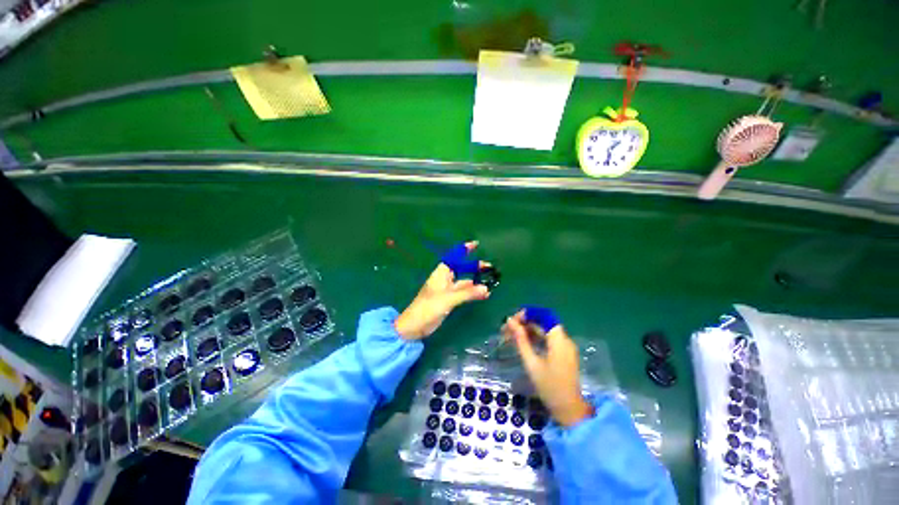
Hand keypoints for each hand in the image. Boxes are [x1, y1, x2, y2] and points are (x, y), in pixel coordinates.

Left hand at [394, 241, 489, 339]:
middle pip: (461, 268)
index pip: (454, 257)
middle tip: (489, 267)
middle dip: (474, 266)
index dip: (464, 250)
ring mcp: (447, 290)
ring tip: (490, 281)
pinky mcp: (449, 300)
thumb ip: (467, 293)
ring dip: (475, 281)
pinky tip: (483, 294)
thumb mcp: (448, 299)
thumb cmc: (428, 308)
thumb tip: (486, 288)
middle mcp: (445, 279)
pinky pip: (464, 292)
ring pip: (464, 282)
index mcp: (441, 273)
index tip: (476, 244)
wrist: (415, 326)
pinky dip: (472, 292)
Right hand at [503, 309, 593, 426]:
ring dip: (527, 330)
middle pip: (542, 322)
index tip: (512, 321)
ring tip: (510, 336)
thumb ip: (521, 340)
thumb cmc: (549, 387)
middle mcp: (564, 340)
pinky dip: (534, 338)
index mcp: (559, 341)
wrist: (569, 410)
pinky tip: (522, 343)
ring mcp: (564, 346)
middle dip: (523, 323)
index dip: (527, 314)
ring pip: (544, 330)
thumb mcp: (532, 363)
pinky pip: (547, 339)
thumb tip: (510, 321)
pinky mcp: (563, 353)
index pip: (543, 316)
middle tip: (506, 330)